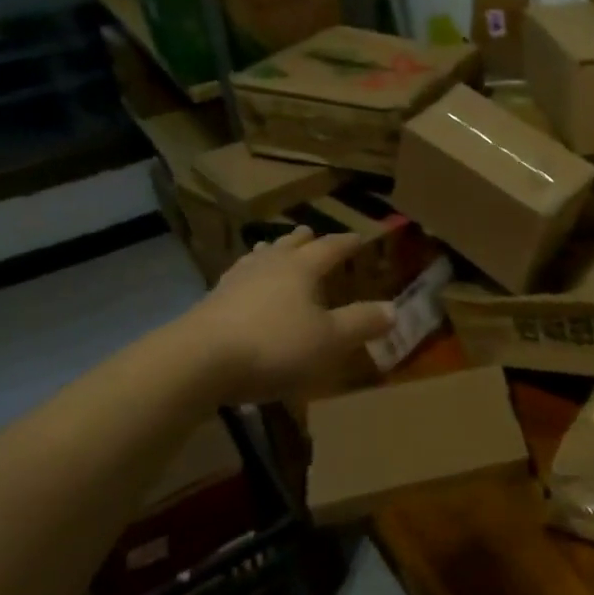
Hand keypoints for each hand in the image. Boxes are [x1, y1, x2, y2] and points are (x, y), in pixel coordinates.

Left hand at [174, 227, 395, 403]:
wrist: (199, 361)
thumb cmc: (274, 345)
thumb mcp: (329, 340)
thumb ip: (361, 323)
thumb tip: (394, 309)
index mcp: (301, 268)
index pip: (330, 248)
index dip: (346, 243)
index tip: (359, 238)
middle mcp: (269, 266)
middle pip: (289, 246)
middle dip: (304, 240)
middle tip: (311, 233)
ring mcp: (236, 281)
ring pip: (259, 258)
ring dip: (272, 253)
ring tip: (274, 249)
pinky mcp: (212, 302)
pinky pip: (237, 278)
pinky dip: (248, 276)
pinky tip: (242, 286)